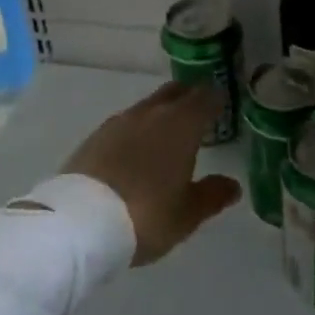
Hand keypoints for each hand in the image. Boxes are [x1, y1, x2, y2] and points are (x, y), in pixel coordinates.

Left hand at [64, 82, 241, 264]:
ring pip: (148, 106)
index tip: (222, 104)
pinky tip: (136, 148)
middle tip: (198, 111)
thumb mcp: (187, 214)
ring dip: (161, 112)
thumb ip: (212, 195)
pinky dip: (137, 129)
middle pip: (175, 92)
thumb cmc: (147, 214)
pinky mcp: (96, 135)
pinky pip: (125, 122)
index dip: (216, 99)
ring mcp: (121, 121)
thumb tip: (233, 185)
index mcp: (182, 124)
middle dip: (189, 97)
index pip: (205, 97)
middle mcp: (152, 113)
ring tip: (167, 132)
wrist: (81, 221)